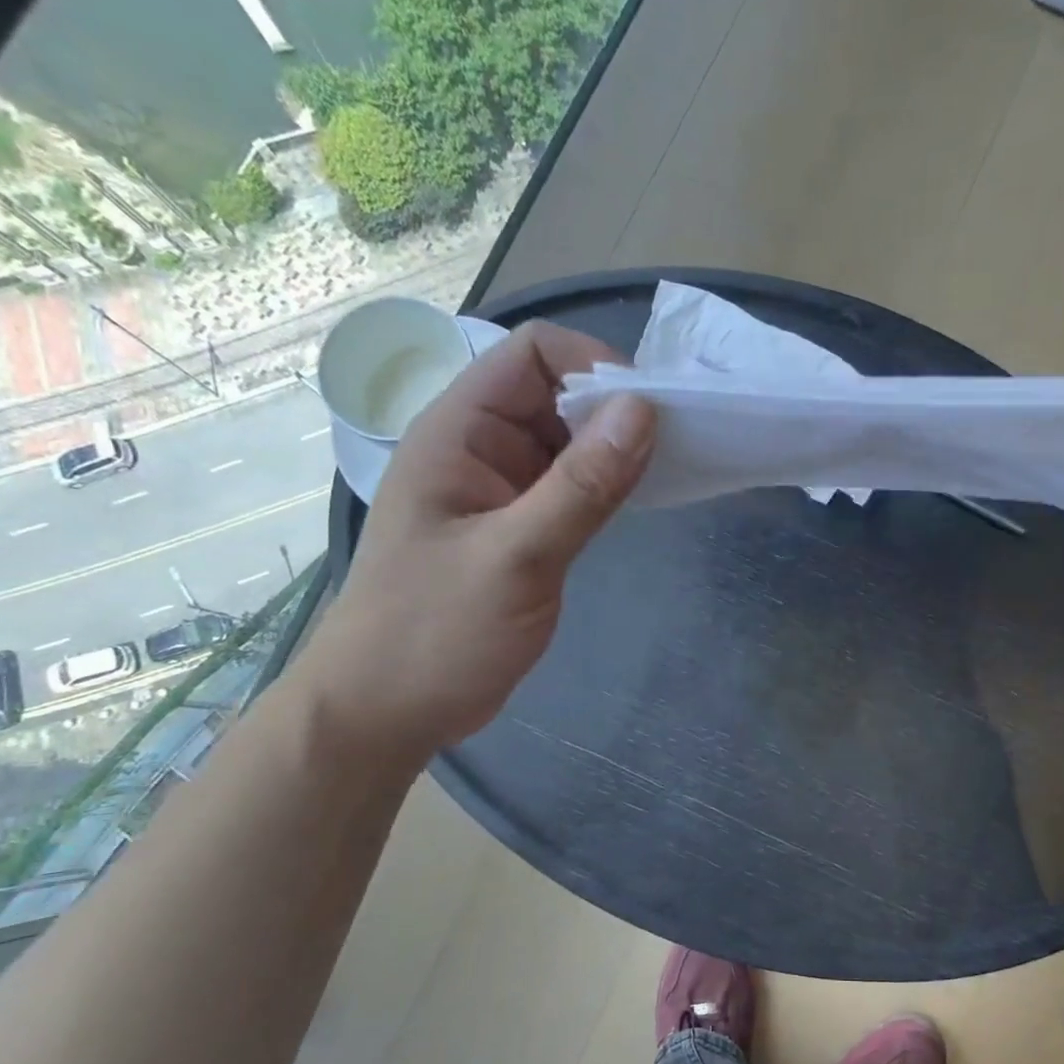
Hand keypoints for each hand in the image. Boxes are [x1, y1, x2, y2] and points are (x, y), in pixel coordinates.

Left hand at [294, 321, 655, 766]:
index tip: (651, 412)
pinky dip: (605, 488)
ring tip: (668, 473)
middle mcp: (480, 450)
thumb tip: (643, 411)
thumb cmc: (436, 632)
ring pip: (568, 445)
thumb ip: (582, 486)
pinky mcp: (519, 532)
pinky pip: (570, 490)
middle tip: (676, 448)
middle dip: (615, 411)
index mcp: (460, 433)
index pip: (533, 354)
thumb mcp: (516, 556)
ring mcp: (500, 493)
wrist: (387, 710)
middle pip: (557, 395)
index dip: (594, 365)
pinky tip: (638, 505)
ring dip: (615, 452)